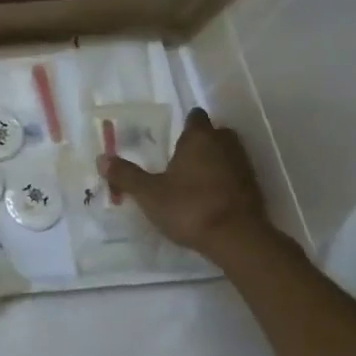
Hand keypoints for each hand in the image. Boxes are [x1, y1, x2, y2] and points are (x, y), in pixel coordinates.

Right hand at [99, 108, 274, 256]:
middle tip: (182, 156)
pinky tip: (211, 196)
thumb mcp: (149, 194)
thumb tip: (101, 158)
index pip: (195, 118)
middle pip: (215, 133)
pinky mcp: (254, 188)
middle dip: (201, 141)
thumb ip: (126, 175)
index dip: (186, 123)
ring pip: (227, 154)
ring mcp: (244, 166)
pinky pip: (236, 175)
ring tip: (194, 178)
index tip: (174, 135)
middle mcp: (225, 145)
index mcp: (199, 138)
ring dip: (215, 161)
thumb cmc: (189, 207)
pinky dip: (225, 181)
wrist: (237, 238)